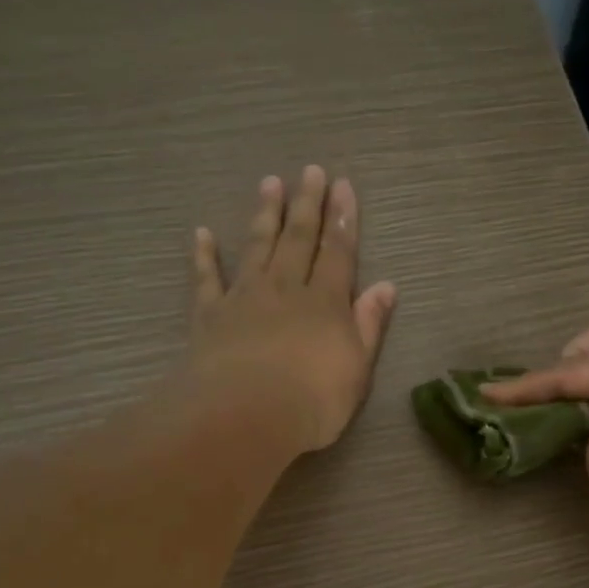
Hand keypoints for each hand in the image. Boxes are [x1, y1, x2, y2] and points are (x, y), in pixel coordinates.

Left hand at [190, 166, 397, 454]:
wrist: (247, 415)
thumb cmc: (314, 400)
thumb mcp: (357, 368)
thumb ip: (369, 325)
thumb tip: (386, 287)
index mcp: (325, 303)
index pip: (338, 253)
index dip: (343, 220)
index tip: (343, 186)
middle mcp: (286, 289)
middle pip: (299, 240)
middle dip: (307, 205)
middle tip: (310, 172)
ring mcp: (245, 298)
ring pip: (258, 247)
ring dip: (266, 215)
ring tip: (270, 184)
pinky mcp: (211, 315)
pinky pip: (207, 278)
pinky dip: (205, 255)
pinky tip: (202, 234)